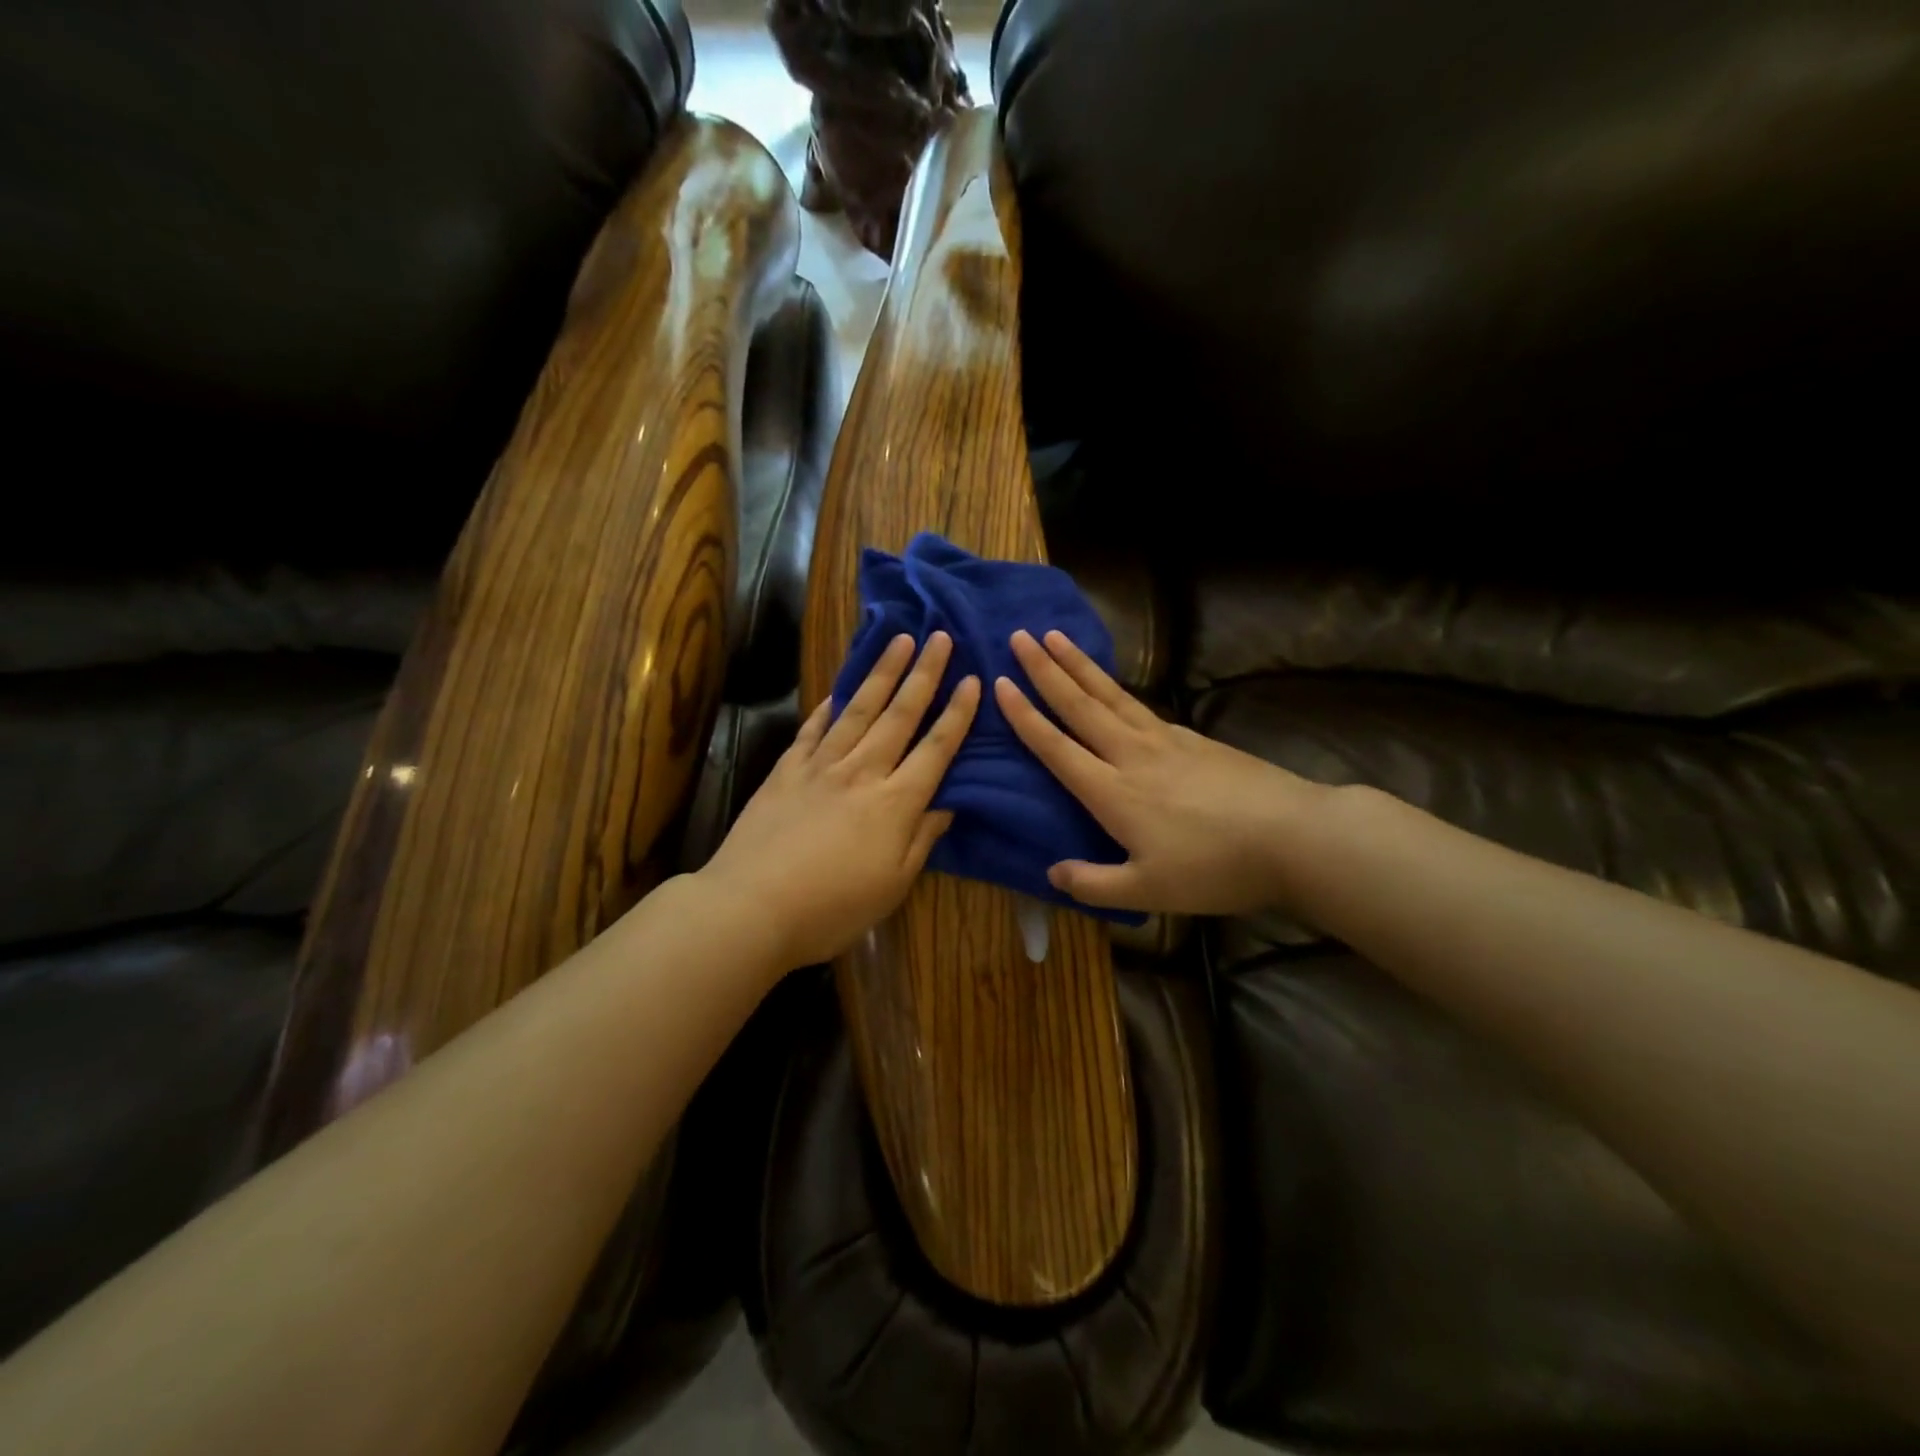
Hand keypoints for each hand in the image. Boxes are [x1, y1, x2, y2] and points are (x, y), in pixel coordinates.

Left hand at [701, 632, 979, 968]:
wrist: (751, 906)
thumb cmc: (832, 907)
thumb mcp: (893, 885)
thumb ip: (922, 838)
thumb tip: (948, 803)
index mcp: (896, 802)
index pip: (935, 748)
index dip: (957, 713)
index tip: (972, 679)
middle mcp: (862, 772)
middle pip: (899, 715)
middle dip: (923, 674)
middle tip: (940, 637)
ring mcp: (821, 766)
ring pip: (858, 709)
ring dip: (882, 673)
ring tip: (899, 640)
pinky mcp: (786, 770)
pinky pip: (813, 729)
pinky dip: (828, 706)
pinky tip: (838, 690)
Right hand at [995, 629, 1319, 915]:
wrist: (1292, 836)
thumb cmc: (1215, 867)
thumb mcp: (1148, 890)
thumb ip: (1093, 884)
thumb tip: (1052, 872)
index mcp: (1112, 791)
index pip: (1056, 746)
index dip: (1025, 716)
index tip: (1001, 682)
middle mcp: (1132, 754)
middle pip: (1080, 705)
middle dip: (1045, 670)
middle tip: (1019, 637)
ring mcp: (1166, 740)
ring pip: (1111, 695)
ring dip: (1079, 665)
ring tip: (1055, 637)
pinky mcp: (1194, 738)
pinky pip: (1141, 705)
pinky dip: (1117, 687)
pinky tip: (1115, 686)